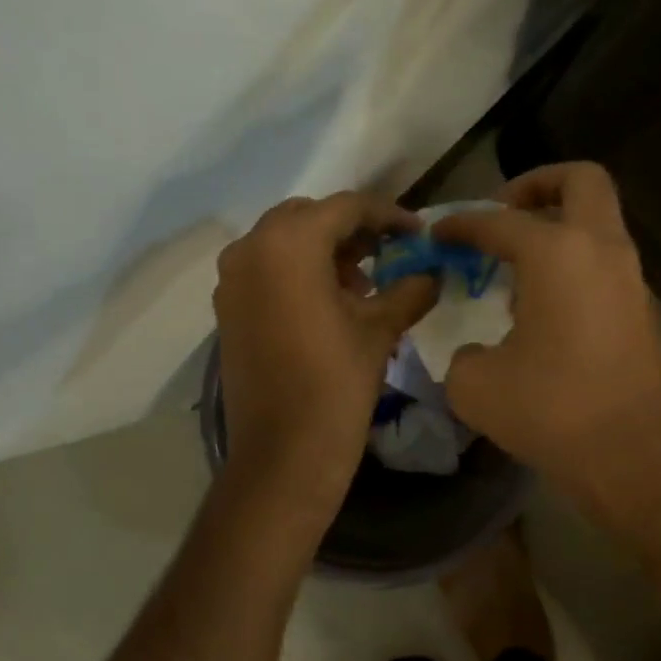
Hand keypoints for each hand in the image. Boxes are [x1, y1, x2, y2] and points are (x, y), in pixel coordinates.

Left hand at [214, 193, 436, 509]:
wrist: (284, 453)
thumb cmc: (336, 384)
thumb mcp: (380, 330)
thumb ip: (409, 290)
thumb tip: (432, 274)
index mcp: (288, 244)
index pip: (345, 207)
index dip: (387, 215)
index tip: (417, 232)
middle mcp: (250, 249)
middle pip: (309, 218)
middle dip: (351, 231)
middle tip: (389, 254)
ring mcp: (232, 279)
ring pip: (284, 243)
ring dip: (324, 251)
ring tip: (363, 284)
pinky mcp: (228, 308)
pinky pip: (267, 270)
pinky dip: (299, 273)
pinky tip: (330, 303)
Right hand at [432, 164, 660, 509]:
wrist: (632, 456)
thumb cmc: (551, 411)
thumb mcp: (476, 385)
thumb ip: (463, 353)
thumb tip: (476, 351)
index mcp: (557, 253)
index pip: (499, 221)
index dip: (461, 223)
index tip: (437, 233)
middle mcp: (600, 249)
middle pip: (580, 181)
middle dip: (537, 184)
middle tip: (502, 213)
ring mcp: (629, 276)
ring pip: (598, 220)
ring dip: (558, 224)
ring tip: (515, 263)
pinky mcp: (640, 307)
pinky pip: (603, 258)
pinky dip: (573, 259)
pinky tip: (542, 301)